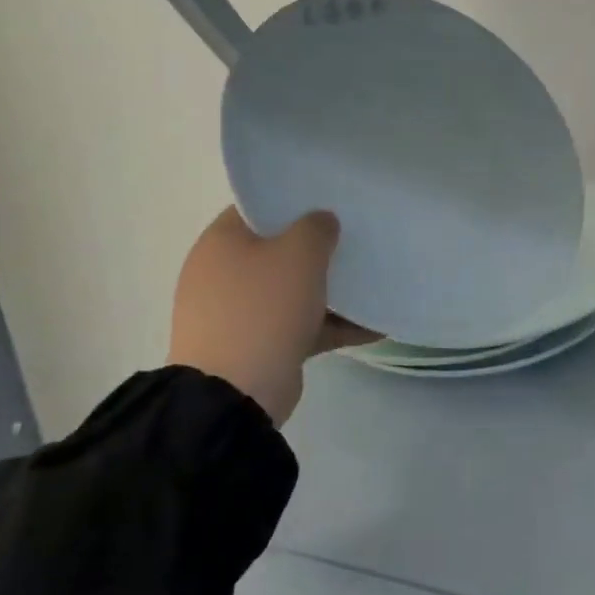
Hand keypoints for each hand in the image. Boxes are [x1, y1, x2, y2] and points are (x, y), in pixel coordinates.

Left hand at [168, 207, 371, 424]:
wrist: (235, 395)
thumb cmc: (263, 308)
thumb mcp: (299, 253)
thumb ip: (317, 227)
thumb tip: (322, 223)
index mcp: (221, 242)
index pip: (259, 207)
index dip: (295, 200)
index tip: (331, 200)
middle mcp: (222, 273)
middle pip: (278, 248)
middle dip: (318, 247)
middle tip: (356, 236)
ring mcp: (238, 313)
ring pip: (291, 290)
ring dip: (330, 289)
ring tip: (372, 281)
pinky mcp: (256, 347)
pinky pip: (300, 326)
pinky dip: (331, 325)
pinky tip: (373, 326)